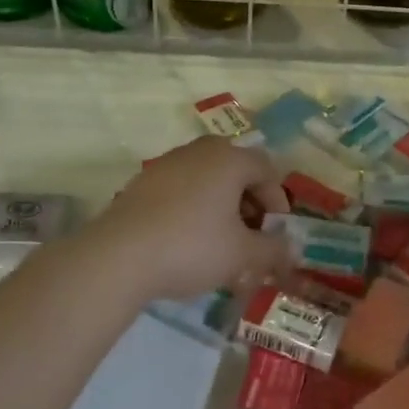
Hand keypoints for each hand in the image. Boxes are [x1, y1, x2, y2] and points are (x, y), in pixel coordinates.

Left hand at [87, 134, 291, 300]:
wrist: (118, 257)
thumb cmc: (192, 247)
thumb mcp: (242, 255)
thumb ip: (273, 250)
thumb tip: (290, 249)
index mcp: (229, 159)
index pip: (267, 168)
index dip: (277, 201)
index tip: (275, 232)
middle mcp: (198, 151)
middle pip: (235, 169)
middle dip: (249, 201)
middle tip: (250, 233)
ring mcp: (166, 164)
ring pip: (206, 179)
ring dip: (221, 205)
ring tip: (220, 241)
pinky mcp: (141, 183)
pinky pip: (181, 189)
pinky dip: (193, 208)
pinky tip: (187, 240)